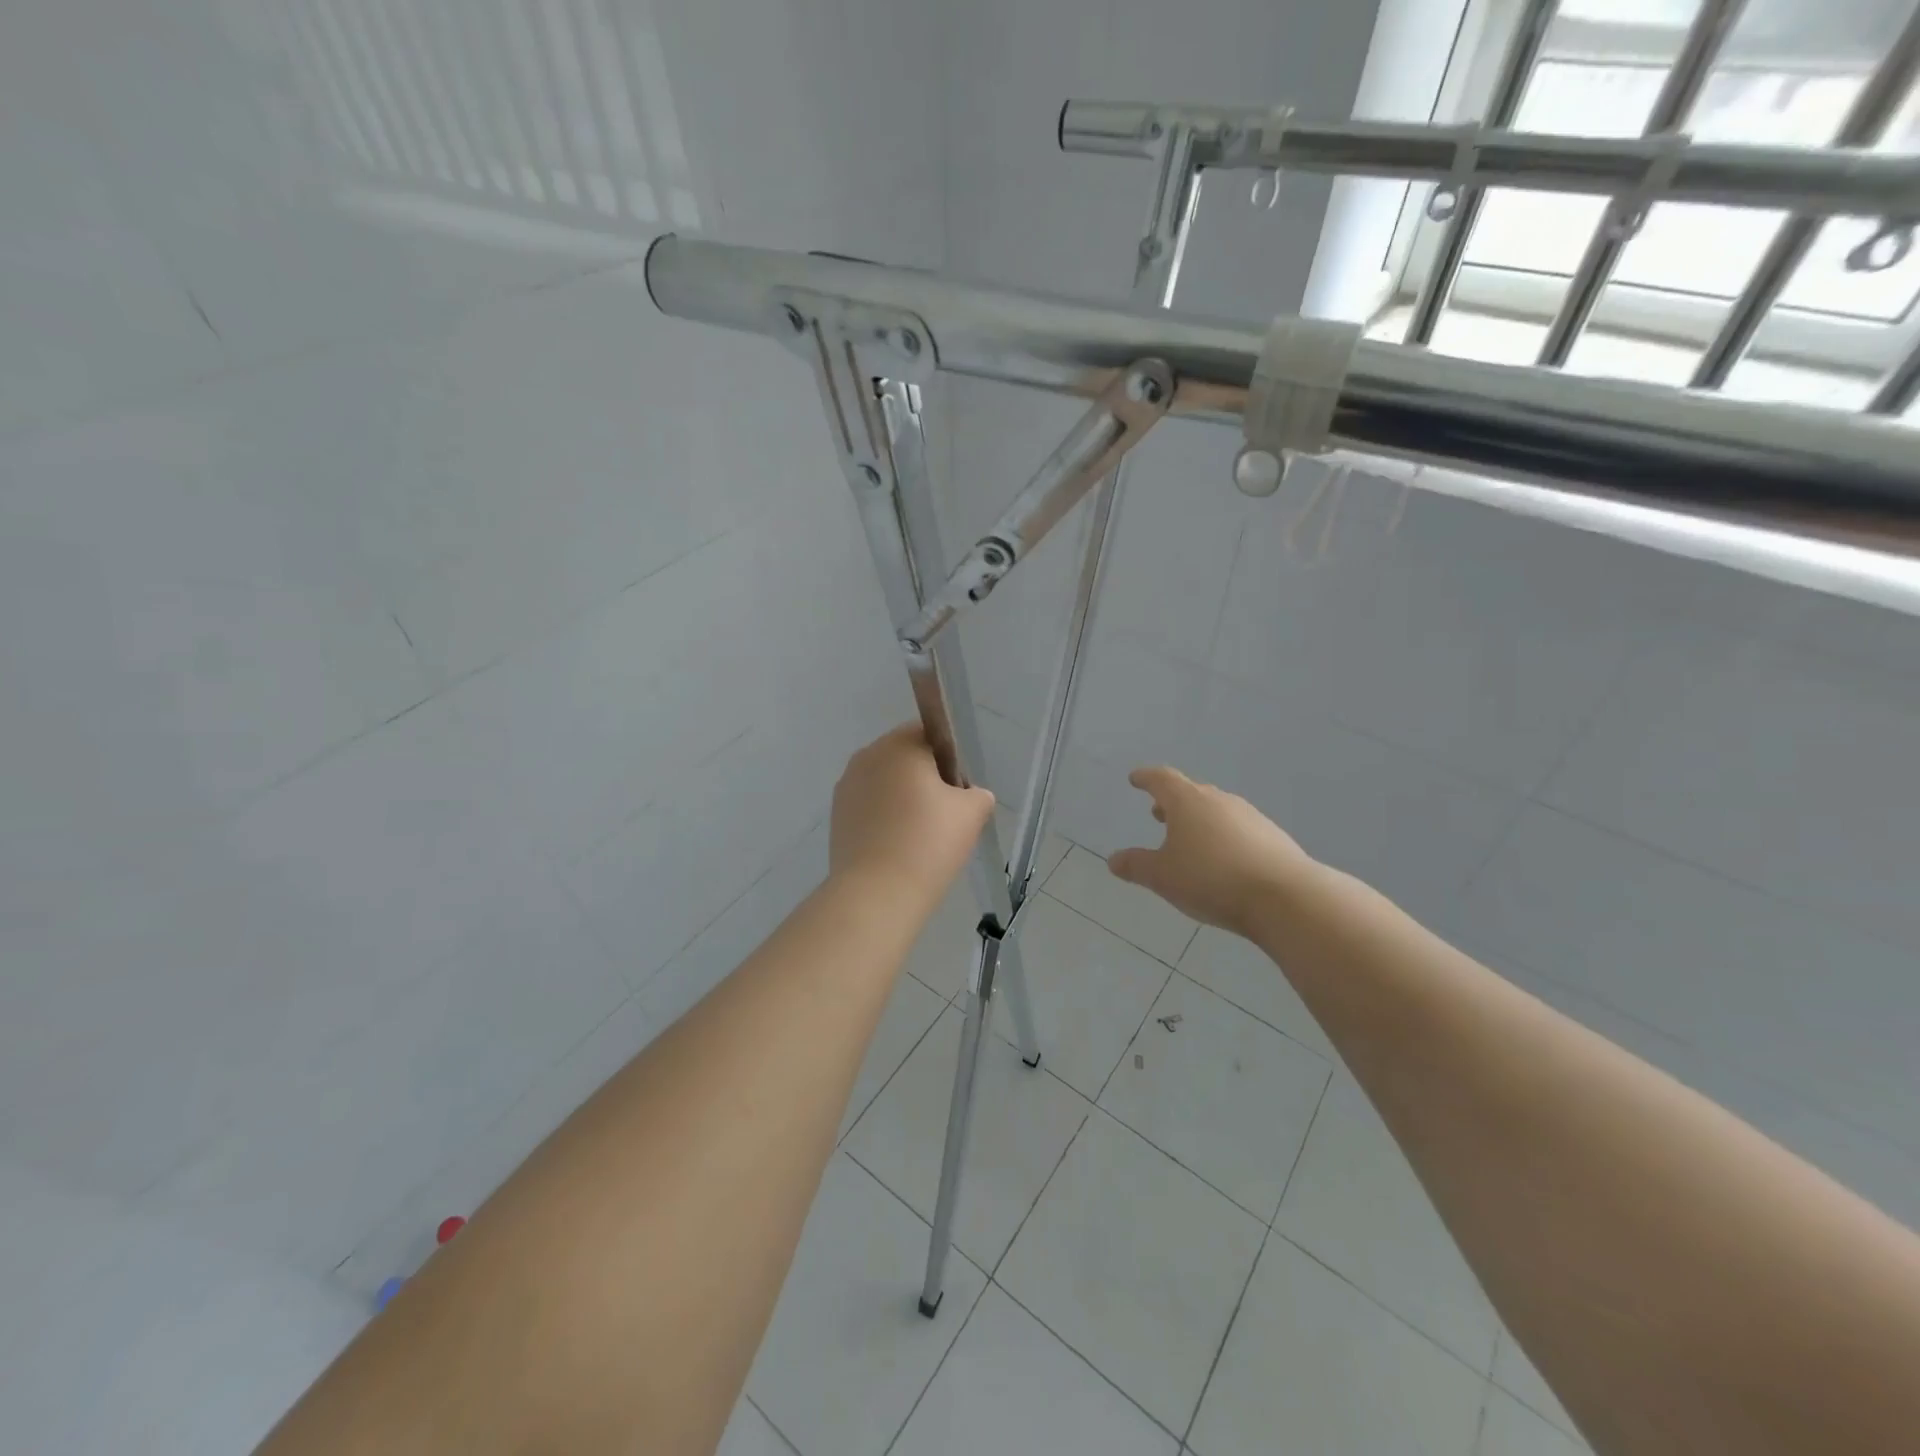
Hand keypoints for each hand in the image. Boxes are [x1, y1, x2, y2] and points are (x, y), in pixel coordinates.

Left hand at [830, 725, 994, 906]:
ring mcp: (846, 787)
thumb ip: (977, 794)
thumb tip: (970, 796)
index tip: (958, 791)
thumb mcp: (971, 814)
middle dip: (925, 779)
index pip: (929, 732)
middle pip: (904, 757)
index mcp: (899, 746)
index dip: (949, 757)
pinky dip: (885, 818)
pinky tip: (898, 847)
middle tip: (945, 816)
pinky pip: (869, 806)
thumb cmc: (928, 843)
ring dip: (903, 799)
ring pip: (885, 783)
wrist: (876, 893)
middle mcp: (867, 757)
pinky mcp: (836, 816)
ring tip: (920, 837)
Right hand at [1108, 766, 1314, 937]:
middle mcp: (1219, 801)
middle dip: (1172, 801)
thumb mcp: (1163, 877)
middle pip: (1191, 792)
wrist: (1285, 897)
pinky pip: (1238, 829)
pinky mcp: (1272, 837)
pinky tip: (1222, 859)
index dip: (1146, 778)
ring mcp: (1250, 816)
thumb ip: (1136, 866)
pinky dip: (1222, 836)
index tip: (1135, 778)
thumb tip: (1113, 859)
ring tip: (1188, 838)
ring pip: (1216, 810)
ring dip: (1198, 819)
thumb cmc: (1211, 879)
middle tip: (1158, 812)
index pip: (1162, 779)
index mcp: (1187, 802)